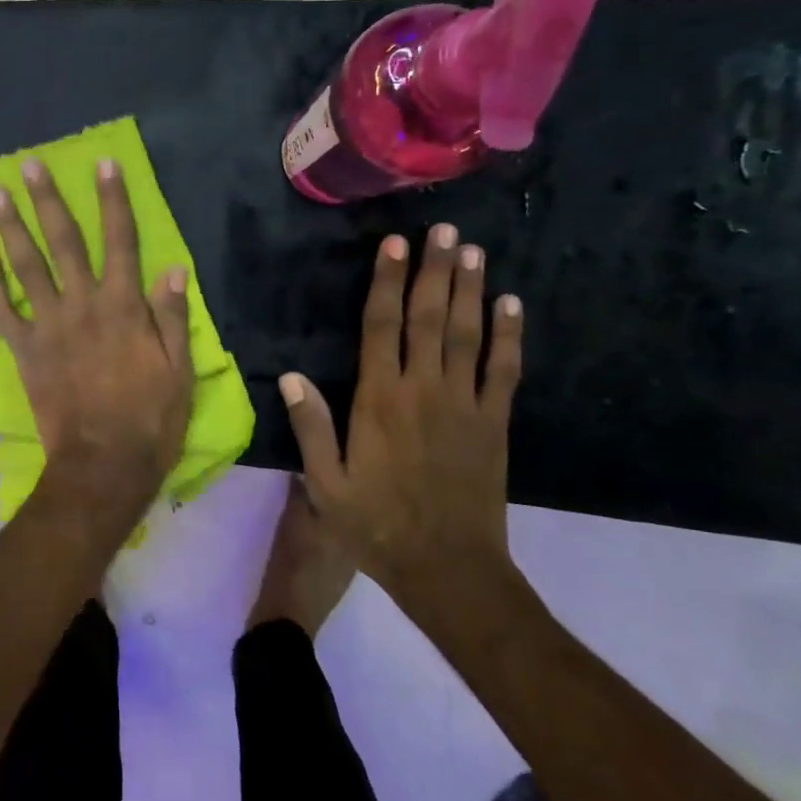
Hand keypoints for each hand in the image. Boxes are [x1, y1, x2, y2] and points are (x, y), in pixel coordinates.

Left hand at [0, 158, 194, 501]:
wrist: (103, 464)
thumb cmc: (150, 419)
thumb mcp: (178, 370)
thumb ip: (173, 317)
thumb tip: (174, 269)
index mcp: (123, 306)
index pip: (121, 241)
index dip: (113, 200)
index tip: (104, 164)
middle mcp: (83, 305)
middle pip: (63, 242)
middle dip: (48, 200)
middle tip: (30, 165)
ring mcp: (48, 326)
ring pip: (26, 266)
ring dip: (10, 227)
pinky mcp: (24, 350)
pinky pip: (1, 310)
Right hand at [278, 224, 524, 618]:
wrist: (449, 571)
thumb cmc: (376, 527)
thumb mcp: (326, 485)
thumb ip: (310, 428)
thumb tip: (289, 377)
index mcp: (379, 401)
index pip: (382, 328)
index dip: (387, 283)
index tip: (394, 246)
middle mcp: (424, 391)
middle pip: (429, 319)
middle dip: (435, 271)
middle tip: (444, 230)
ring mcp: (466, 406)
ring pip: (468, 335)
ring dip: (470, 291)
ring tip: (473, 251)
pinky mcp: (495, 425)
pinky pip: (505, 372)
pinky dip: (509, 336)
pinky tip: (511, 306)